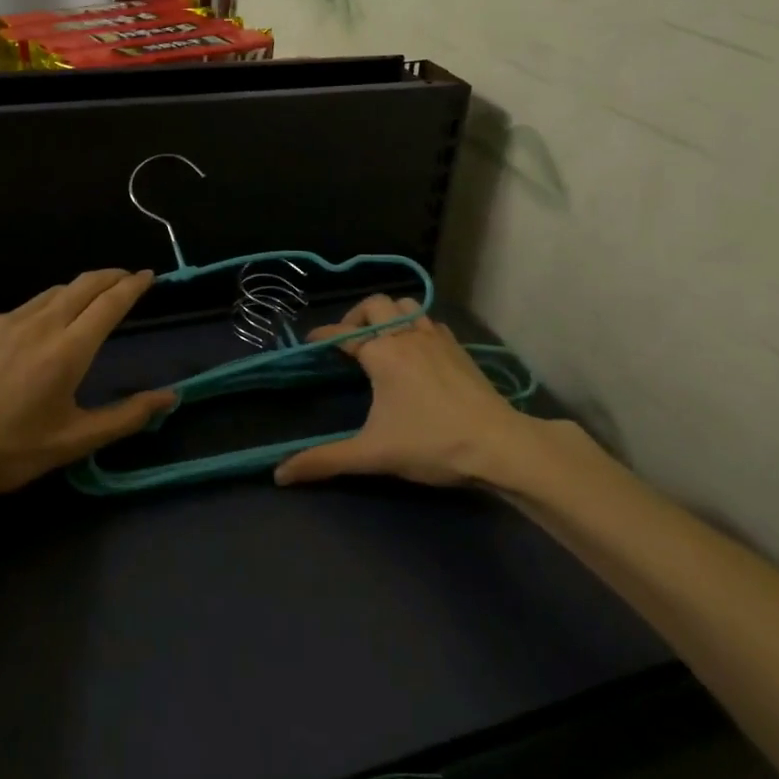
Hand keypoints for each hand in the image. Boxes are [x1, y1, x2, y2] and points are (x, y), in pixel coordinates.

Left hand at [0, 269, 170, 500]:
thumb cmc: (12, 451)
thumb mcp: (76, 441)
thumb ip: (127, 416)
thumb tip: (170, 398)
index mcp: (68, 351)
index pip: (110, 303)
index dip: (133, 286)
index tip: (149, 275)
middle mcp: (39, 324)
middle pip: (84, 284)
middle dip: (110, 276)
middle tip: (126, 279)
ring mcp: (4, 319)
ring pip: (51, 294)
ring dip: (76, 293)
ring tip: (85, 305)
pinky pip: (18, 311)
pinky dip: (36, 316)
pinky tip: (29, 341)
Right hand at [272, 295, 538, 487]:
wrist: (498, 444)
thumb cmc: (430, 443)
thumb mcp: (372, 454)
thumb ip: (325, 460)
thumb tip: (280, 474)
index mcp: (381, 352)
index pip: (342, 333)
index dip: (322, 335)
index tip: (310, 342)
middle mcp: (406, 334)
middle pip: (375, 304)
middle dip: (356, 316)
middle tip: (349, 341)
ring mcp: (436, 337)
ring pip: (406, 305)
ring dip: (389, 314)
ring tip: (382, 338)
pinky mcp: (458, 347)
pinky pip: (429, 321)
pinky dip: (416, 325)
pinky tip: (417, 349)